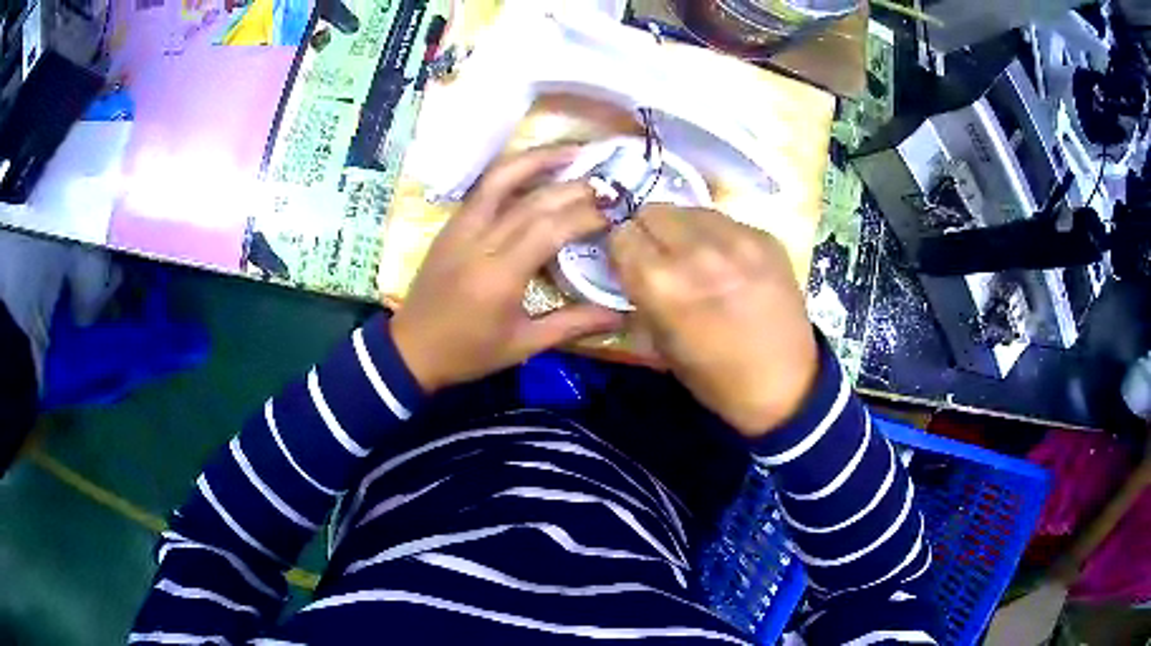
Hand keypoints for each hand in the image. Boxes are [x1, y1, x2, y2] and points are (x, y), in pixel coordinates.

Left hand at [391, 147, 624, 392]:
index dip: (586, 215)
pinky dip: (512, 170)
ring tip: (572, 150)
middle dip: (574, 187)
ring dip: (538, 159)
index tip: (615, 213)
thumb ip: (573, 324)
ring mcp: (461, 227)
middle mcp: (481, 241)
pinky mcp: (451, 224)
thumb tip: (621, 314)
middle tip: (608, 183)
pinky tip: (534, 167)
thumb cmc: (469, 352)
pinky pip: (483, 187)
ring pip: (500, 178)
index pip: (550, 229)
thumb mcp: (523, 345)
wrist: (411, 349)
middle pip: (533, 200)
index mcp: (500, 275)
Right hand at [608, 205, 818, 436]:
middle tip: (662, 257)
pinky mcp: (765, 237)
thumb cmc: (715, 377)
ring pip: (689, 210)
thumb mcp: (660, 345)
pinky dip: (716, 235)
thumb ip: (640, 296)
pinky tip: (728, 262)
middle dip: (649, 232)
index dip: (622, 250)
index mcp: (662, 284)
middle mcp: (696, 251)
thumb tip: (628, 267)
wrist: (785, 384)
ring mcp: (737, 239)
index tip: (630, 264)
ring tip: (696, 256)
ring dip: (683, 230)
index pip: (622, 235)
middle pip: (653, 211)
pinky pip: (725, 220)